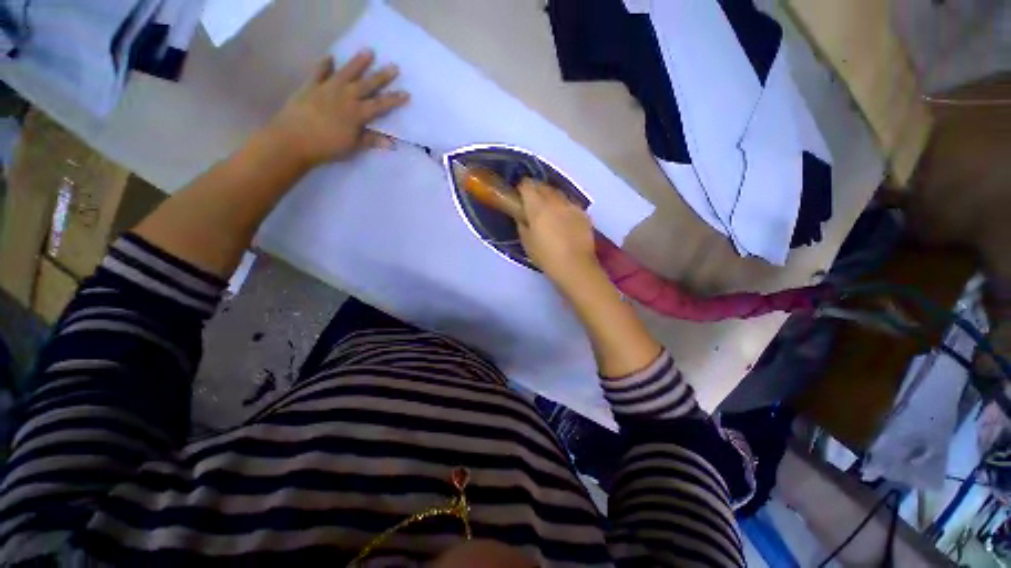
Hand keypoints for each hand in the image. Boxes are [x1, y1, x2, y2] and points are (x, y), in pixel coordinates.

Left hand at [265, 50, 409, 167]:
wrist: (294, 139)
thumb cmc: (327, 146)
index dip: (394, 99)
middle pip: (367, 84)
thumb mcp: (353, 146)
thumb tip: (392, 142)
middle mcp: (346, 96)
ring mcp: (327, 88)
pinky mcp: (311, 86)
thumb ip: (371, 140)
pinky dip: (325, 64)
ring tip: (368, 51)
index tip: (406, 93)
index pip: (381, 105)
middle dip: (382, 76)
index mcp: (357, 113)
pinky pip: (319, 71)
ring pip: (346, 72)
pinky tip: (330, 57)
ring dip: (358, 62)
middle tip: (394, 66)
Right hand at [516, 180, 601, 286]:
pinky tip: (564, 220)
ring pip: (558, 193)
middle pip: (543, 186)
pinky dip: (564, 207)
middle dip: (536, 190)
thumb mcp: (527, 242)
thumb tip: (523, 215)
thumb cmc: (546, 256)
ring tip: (549, 210)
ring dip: (551, 197)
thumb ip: (522, 224)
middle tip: (532, 202)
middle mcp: (555, 201)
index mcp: (537, 206)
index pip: (527, 185)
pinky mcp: (583, 213)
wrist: (575, 266)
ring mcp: (571, 205)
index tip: (519, 196)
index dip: (522, 188)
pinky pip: (570, 204)